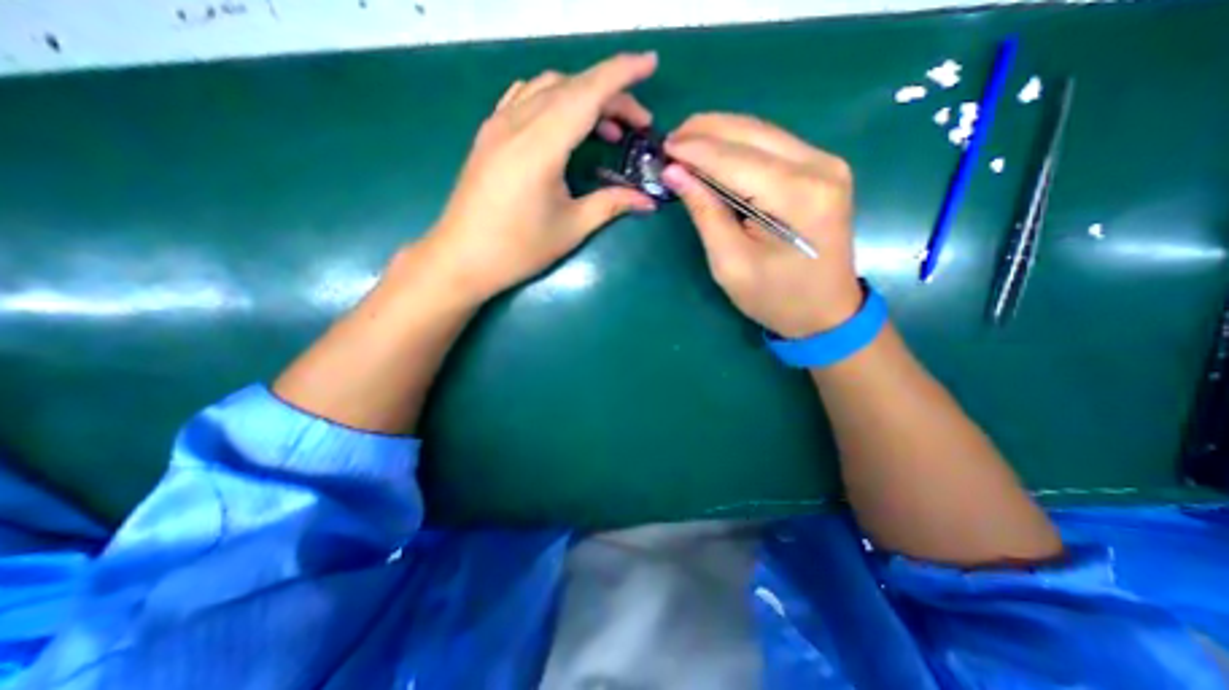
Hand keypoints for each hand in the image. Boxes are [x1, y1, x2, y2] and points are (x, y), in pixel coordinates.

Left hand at [416, 52, 661, 305]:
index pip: (587, 93)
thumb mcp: (571, 228)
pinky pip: (525, 98)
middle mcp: (517, 123)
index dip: (622, 74)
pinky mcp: (489, 134)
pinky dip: (555, 100)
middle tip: (638, 125)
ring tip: (607, 129)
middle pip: (572, 88)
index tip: (651, 63)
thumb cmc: (518, 249)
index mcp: (540, 145)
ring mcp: (498, 125)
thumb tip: (648, 200)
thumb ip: (611, 205)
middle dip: (612, 96)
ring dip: (583, 97)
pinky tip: (566, 124)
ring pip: (548, 87)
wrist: (462, 258)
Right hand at [663, 114, 861, 335]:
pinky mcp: (824, 169)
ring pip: (763, 132)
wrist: (826, 312)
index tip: (663, 147)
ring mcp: (826, 164)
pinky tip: (716, 151)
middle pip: (751, 133)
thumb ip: (705, 213)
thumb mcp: (731, 264)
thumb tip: (676, 173)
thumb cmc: (775, 298)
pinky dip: (740, 144)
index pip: (734, 159)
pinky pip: (774, 145)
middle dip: (706, 131)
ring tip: (686, 141)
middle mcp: (819, 167)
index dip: (695, 150)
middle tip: (670, 139)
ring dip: (721, 133)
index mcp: (797, 197)